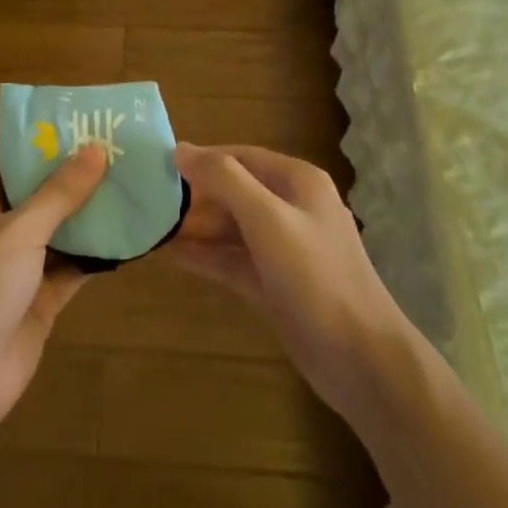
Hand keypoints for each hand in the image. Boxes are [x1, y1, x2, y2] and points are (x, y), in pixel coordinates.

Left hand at [0, 148, 106, 433]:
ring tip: (132, 190)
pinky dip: (92, 257)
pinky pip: (67, 270)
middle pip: (38, 199)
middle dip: (75, 183)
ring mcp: (14, 270)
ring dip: (87, 220)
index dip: (48, 148)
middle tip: (121, 158)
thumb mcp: (21, 229)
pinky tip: (127, 239)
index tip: (88, 131)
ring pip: (56, 235)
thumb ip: (60, 192)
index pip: (13, 165)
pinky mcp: (34, 302)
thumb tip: (96, 149)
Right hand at [171, 144, 413, 422]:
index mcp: (297, 182)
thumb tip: (181, 149)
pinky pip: (233, 259)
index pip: (240, 156)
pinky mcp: (275, 283)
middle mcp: (291, 207)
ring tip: (151, 227)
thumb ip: (224, 180)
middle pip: (234, 191)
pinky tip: (171, 256)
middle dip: (194, 196)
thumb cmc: (315, 277)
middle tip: (147, 201)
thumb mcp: (267, 219)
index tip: (157, 166)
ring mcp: (284, 248)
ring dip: (196, 227)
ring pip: (231, 227)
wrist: (360, 359)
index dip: (201, 159)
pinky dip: (206, 256)